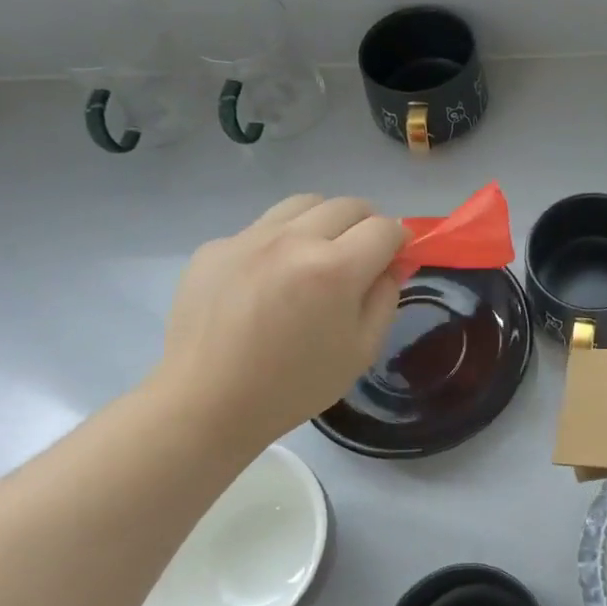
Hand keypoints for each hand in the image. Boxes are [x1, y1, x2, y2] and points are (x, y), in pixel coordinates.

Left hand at [148, 195, 407, 454]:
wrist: (207, 402)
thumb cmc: (294, 385)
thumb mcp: (360, 350)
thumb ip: (385, 298)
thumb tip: (394, 263)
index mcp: (335, 269)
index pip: (385, 228)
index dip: (400, 240)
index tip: (396, 258)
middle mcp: (293, 240)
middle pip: (348, 205)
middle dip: (367, 224)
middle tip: (362, 256)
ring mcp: (249, 238)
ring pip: (304, 203)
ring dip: (325, 221)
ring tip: (318, 255)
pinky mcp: (216, 246)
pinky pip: (262, 227)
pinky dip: (281, 241)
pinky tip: (270, 280)